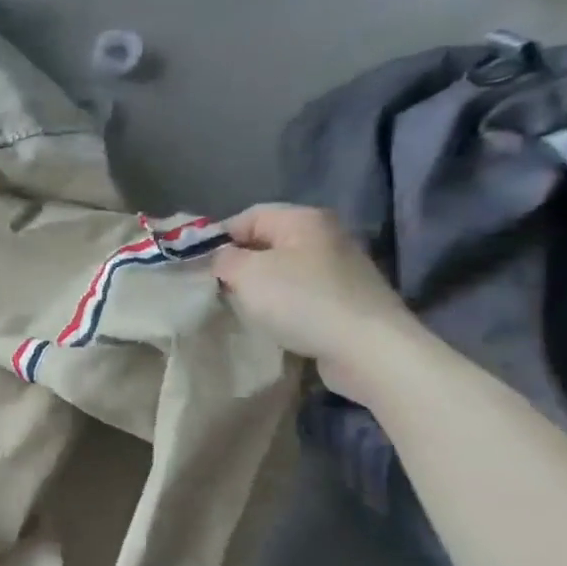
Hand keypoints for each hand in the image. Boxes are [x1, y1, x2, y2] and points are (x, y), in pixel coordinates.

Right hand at [210, 204, 424, 399]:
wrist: (367, 348)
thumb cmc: (300, 300)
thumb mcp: (245, 273)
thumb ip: (223, 259)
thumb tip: (221, 259)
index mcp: (303, 219)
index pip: (247, 217)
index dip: (218, 239)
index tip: (199, 267)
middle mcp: (326, 235)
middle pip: (267, 242)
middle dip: (239, 264)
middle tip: (217, 289)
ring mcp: (341, 268)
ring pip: (284, 269)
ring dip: (260, 287)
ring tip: (242, 308)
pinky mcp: (347, 298)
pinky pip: (302, 293)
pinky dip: (282, 304)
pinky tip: (273, 322)